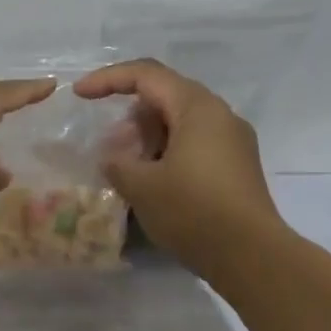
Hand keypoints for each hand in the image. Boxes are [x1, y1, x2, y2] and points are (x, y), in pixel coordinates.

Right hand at [75, 58, 285, 281]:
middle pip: (166, 97)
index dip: (108, 79)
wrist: (251, 255)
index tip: (79, 95)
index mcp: (197, 108)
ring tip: (127, 169)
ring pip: (181, 123)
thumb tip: (114, 159)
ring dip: (149, 138)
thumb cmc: (193, 212)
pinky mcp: (237, 167)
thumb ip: (118, 164)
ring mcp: (234, 142)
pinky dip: (168, 153)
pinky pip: (196, 145)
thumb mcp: (142, 187)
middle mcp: (220, 115)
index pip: (146, 75)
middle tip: (108, 146)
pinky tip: (154, 183)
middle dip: (130, 116)